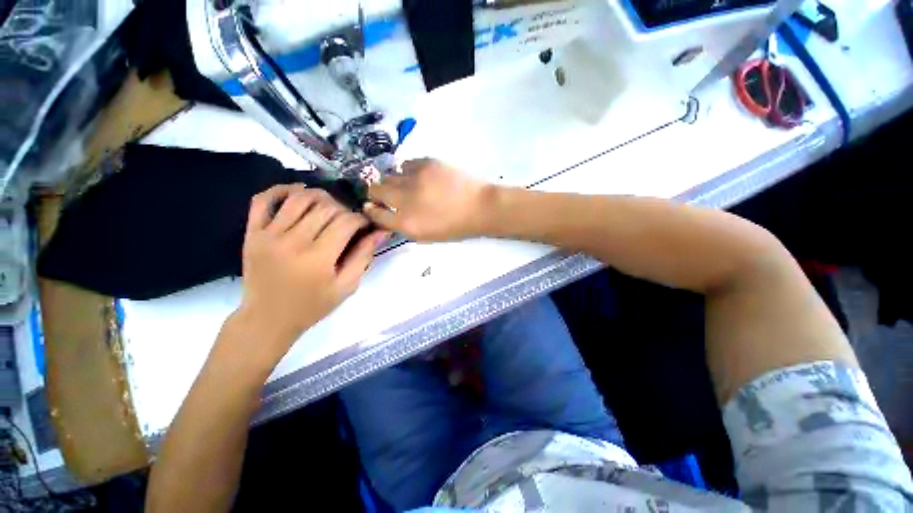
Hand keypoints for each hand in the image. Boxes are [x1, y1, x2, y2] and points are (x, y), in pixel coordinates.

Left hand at [231, 184, 386, 367]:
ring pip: (299, 198)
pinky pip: (263, 200)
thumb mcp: (346, 287)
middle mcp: (293, 241)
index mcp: (318, 258)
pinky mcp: (252, 233)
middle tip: (348, 220)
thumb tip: (380, 232)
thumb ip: (363, 257)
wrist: (267, 319)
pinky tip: (297, 191)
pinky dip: (281, 189)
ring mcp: (269, 235)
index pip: (346, 222)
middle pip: (325, 207)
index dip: (360, 219)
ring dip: (320, 196)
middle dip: (344, 209)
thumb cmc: (312, 305)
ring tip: (330, 205)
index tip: (364, 226)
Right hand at [364, 158, 492, 241]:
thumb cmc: (454, 227)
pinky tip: (421, 178)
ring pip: (389, 175)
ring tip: (410, 186)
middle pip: (375, 189)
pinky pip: (406, 164)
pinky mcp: (426, 162)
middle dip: (376, 193)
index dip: (372, 209)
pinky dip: (409, 172)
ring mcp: (415, 178)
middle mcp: (404, 199)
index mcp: (406, 223)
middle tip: (387, 194)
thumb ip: (402, 226)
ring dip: (394, 182)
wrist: (480, 207)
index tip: (373, 206)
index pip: (374, 213)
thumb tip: (384, 213)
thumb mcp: (426, 236)